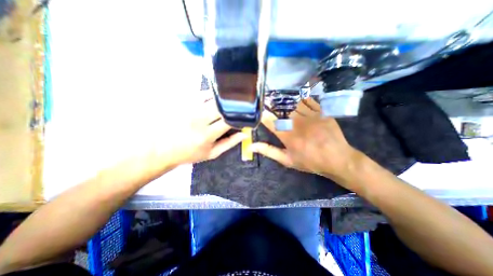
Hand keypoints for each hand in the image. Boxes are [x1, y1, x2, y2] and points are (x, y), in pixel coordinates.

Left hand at [146, 91, 246, 168]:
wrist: (163, 149)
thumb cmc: (190, 153)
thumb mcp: (212, 153)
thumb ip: (230, 143)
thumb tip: (245, 134)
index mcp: (207, 135)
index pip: (229, 121)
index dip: (240, 117)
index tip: (244, 117)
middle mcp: (199, 119)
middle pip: (222, 107)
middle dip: (233, 107)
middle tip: (239, 108)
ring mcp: (190, 109)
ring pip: (214, 98)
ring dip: (225, 100)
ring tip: (230, 102)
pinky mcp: (183, 103)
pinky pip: (202, 93)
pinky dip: (212, 94)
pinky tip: (216, 98)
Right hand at [251, 98, 360, 183]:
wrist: (337, 159)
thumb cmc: (310, 161)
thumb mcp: (287, 160)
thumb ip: (269, 151)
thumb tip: (252, 146)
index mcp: (288, 136)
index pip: (271, 121)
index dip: (263, 115)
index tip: (259, 111)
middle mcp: (298, 123)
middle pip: (282, 110)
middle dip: (274, 106)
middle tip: (269, 104)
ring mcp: (311, 116)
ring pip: (294, 104)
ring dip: (286, 102)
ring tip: (282, 102)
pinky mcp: (322, 112)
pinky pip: (309, 101)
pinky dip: (301, 99)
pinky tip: (297, 100)